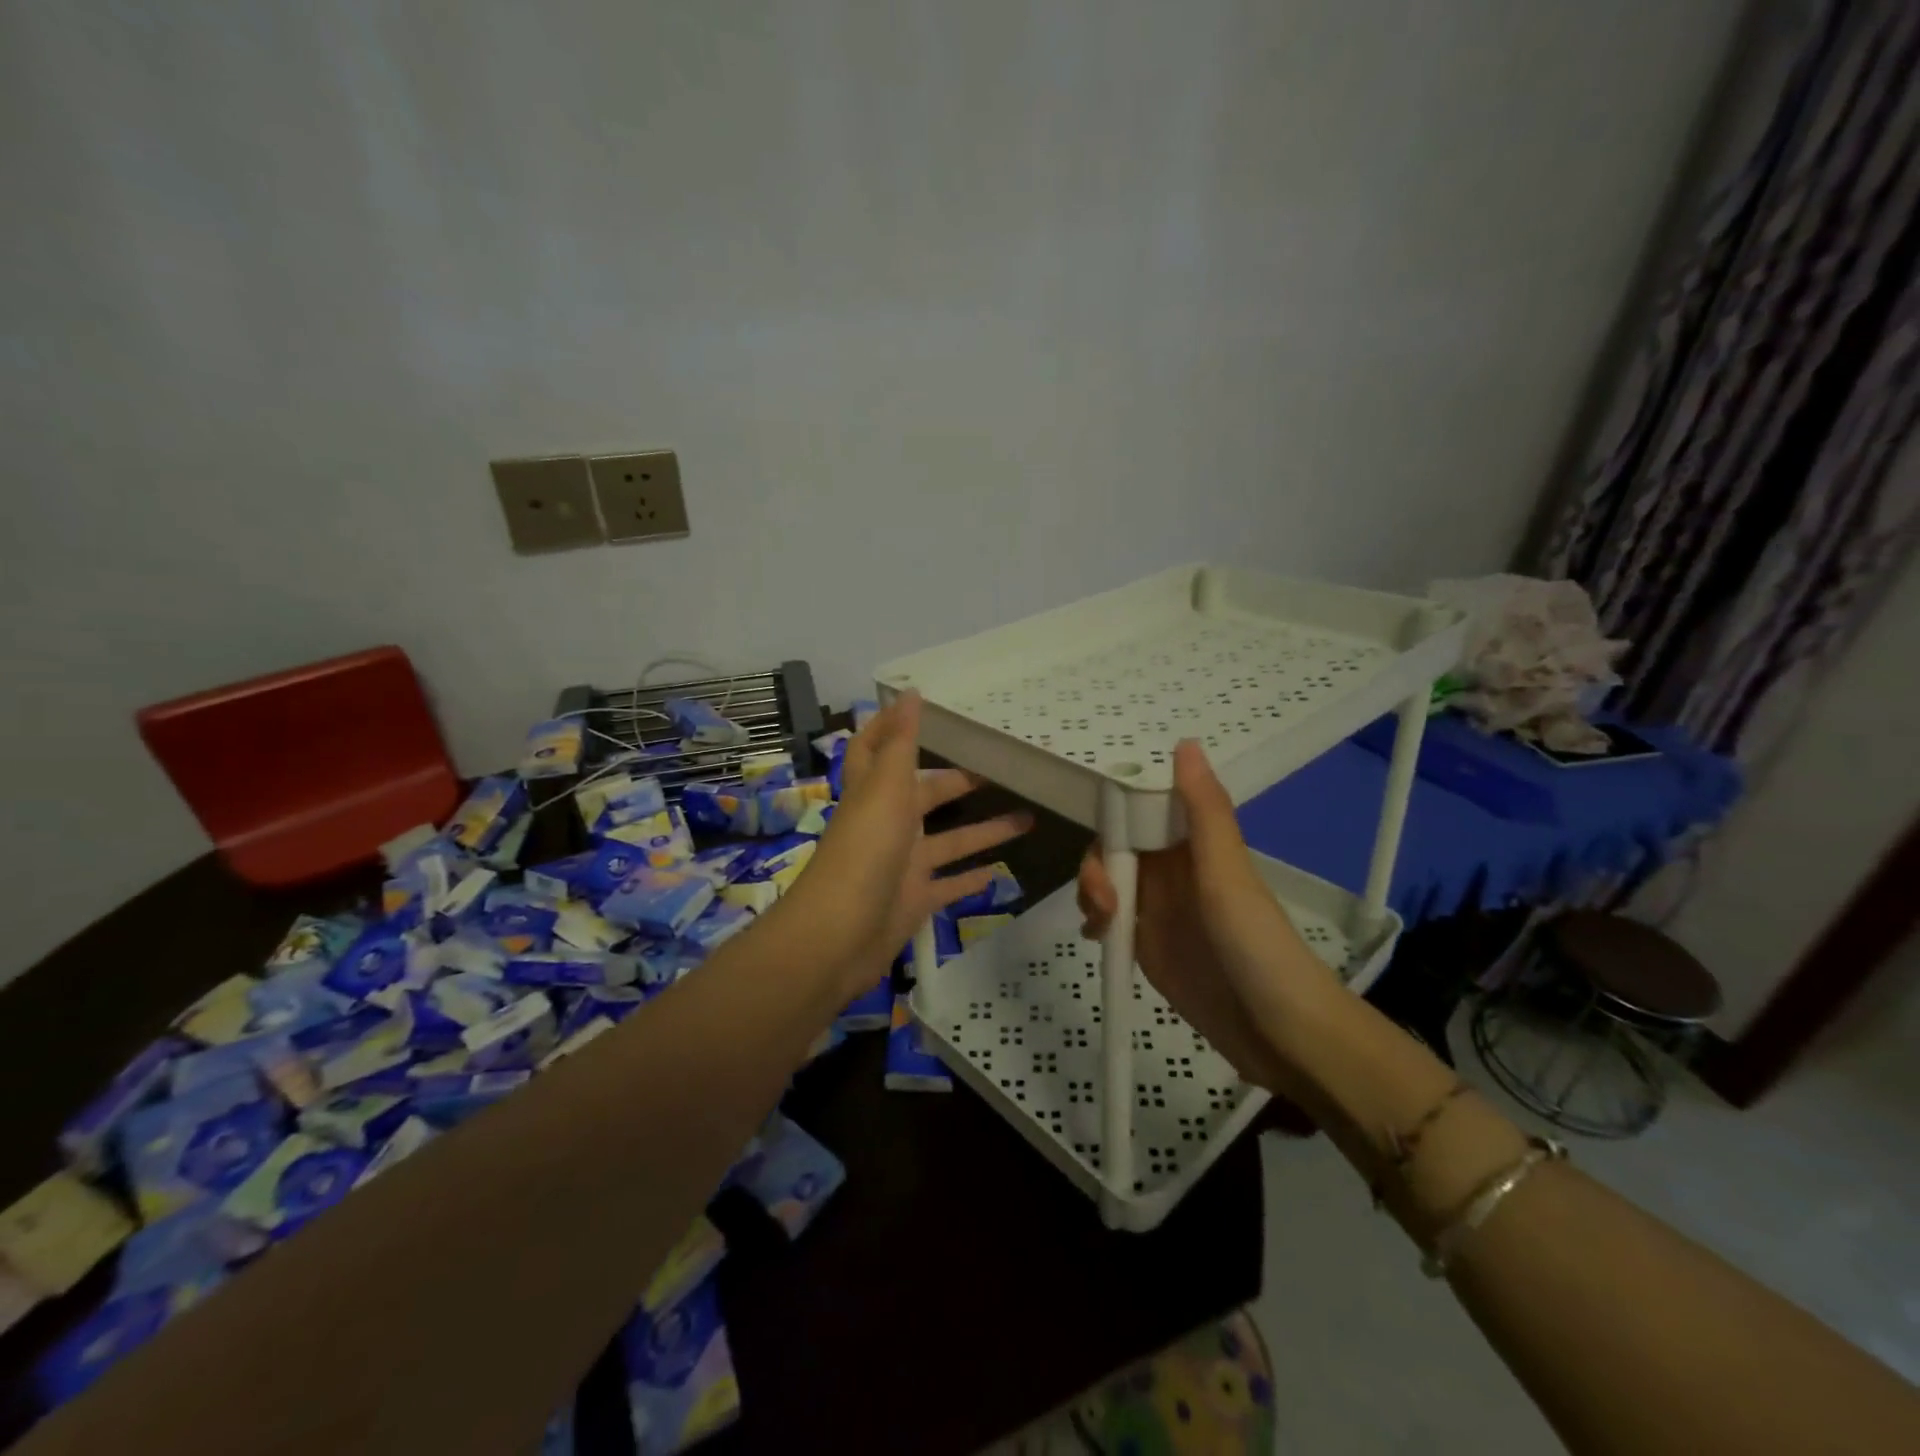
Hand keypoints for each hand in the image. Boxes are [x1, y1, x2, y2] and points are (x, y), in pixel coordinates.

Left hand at [790, 693, 1030, 998]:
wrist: (839, 936)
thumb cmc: (864, 852)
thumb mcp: (885, 789)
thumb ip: (900, 744)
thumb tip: (909, 692)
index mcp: (876, 793)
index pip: (875, 749)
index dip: (890, 726)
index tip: (920, 706)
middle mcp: (888, 825)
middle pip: (927, 795)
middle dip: (959, 781)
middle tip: (1002, 769)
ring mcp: (903, 866)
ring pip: (950, 841)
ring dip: (984, 830)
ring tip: (1029, 818)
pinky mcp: (915, 901)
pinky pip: (949, 886)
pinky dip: (971, 879)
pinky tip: (1000, 872)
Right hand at [1077, 740, 1340, 1095]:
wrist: (1279, 1031)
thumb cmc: (1255, 944)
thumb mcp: (1225, 872)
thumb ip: (1203, 811)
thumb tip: (1185, 742)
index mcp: (1193, 844)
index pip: (1140, 810)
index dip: (1115, 814)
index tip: (1101, 834)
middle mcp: (1173, 870)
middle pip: (1115, 847)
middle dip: (1097, 864)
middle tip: (1103, 898)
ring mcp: (1158, 908)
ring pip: (1107, 881)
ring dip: (1092, 893)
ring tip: (1102, 925)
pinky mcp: (1147, 944)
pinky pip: (1108, 919)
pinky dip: (1095, 921)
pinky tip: (1098, 938)